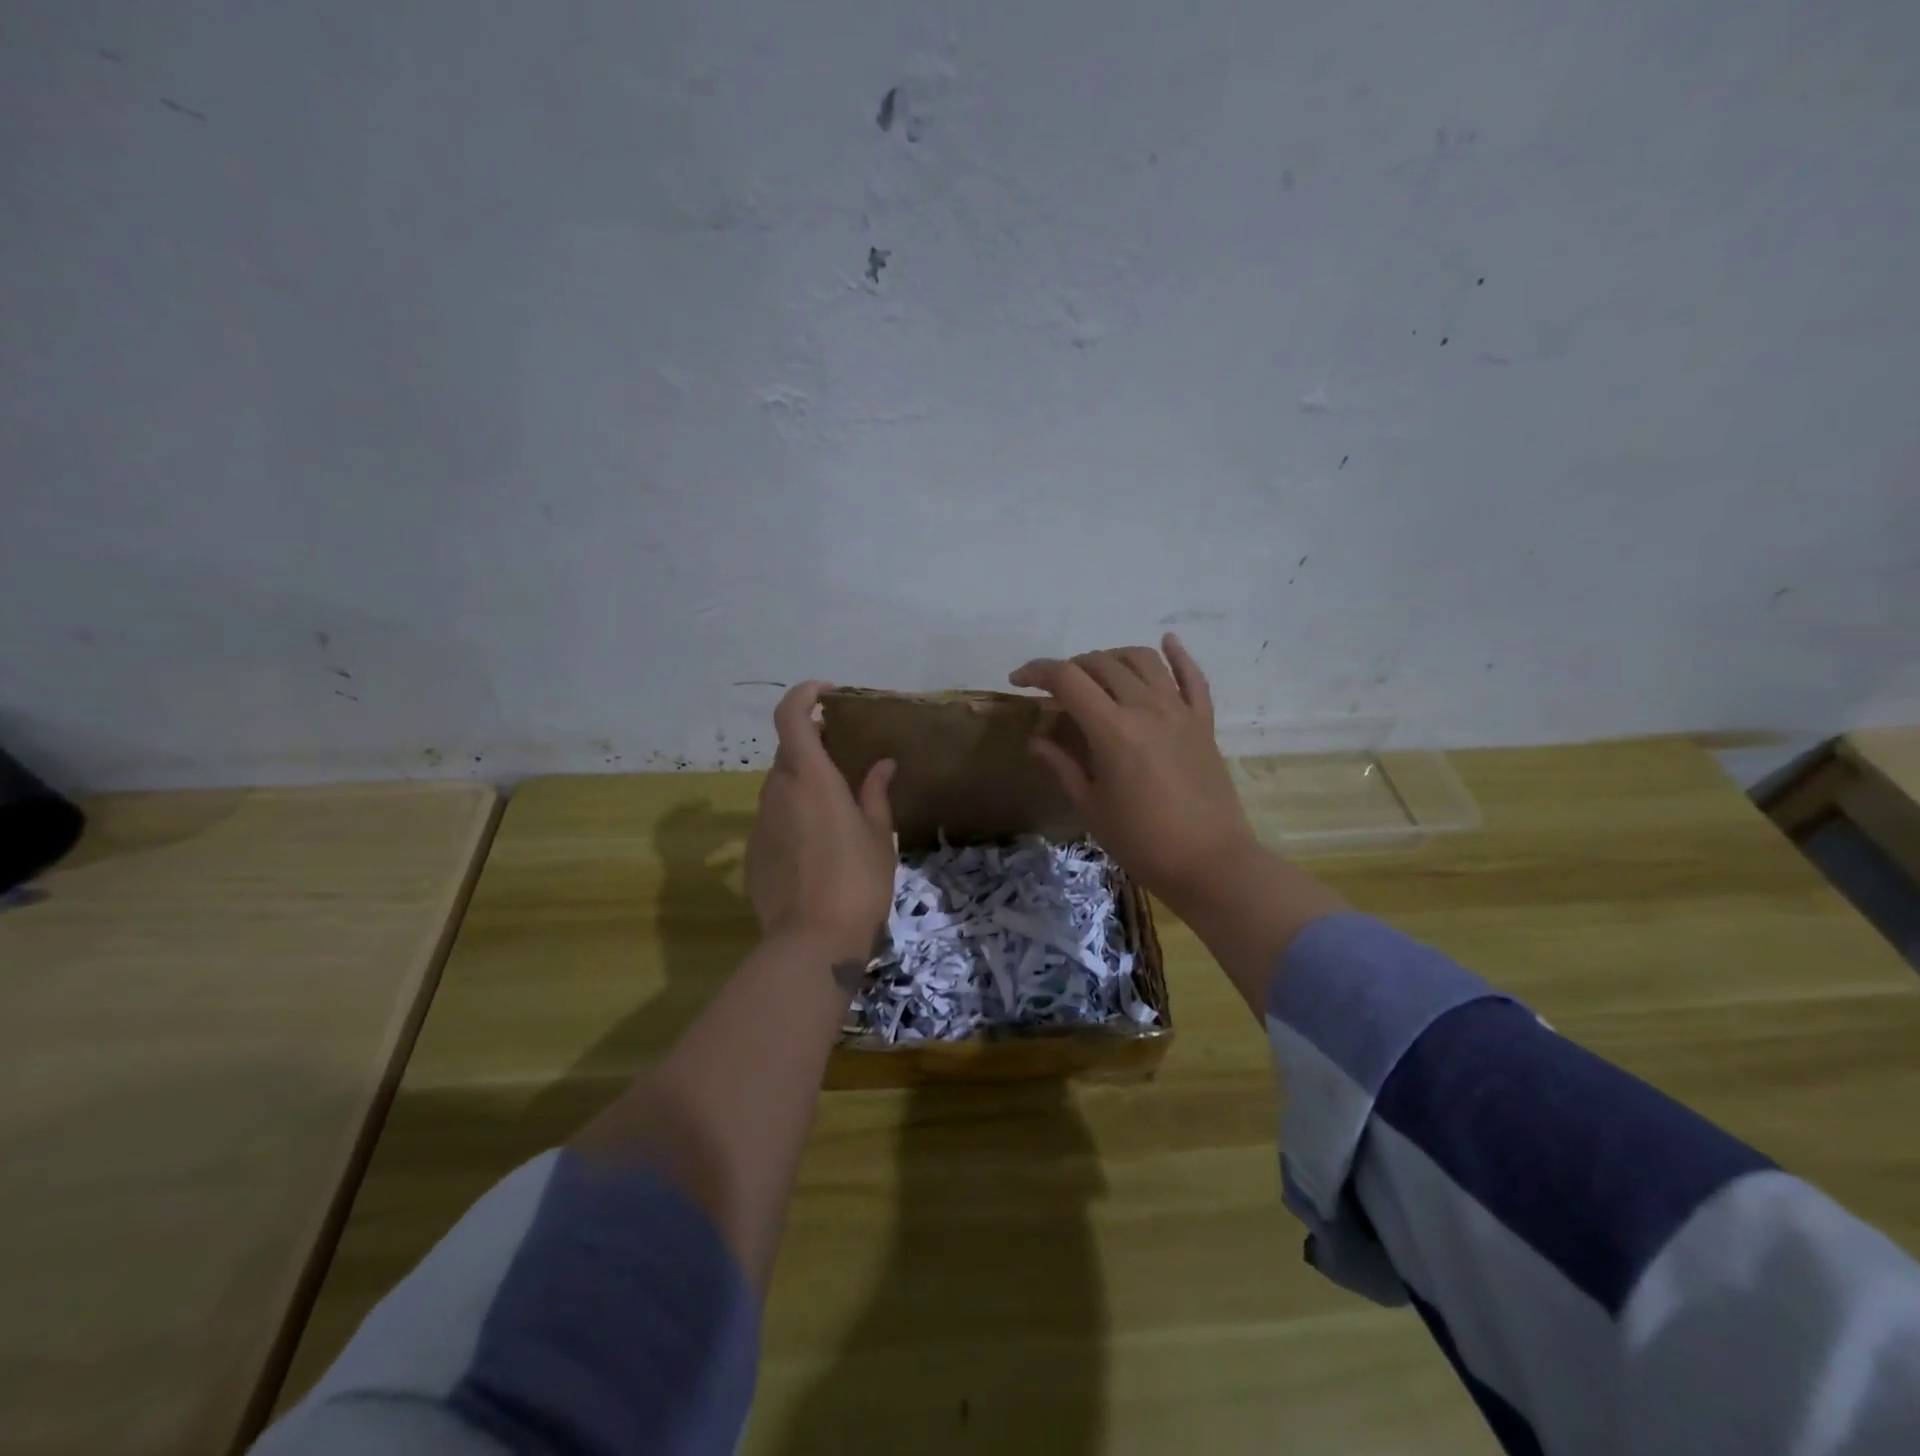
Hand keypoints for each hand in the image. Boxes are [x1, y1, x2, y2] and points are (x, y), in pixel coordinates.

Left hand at [746, 681, 896, 964]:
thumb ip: (875, 793)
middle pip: (789, 754)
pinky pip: (774, 820)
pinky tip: (817, 850)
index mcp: (811, 778)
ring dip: (804, 786)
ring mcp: (760, 823)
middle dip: (814, 749)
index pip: (791, 716)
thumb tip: (882, 764)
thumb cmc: (857, 880)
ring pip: (780, 788)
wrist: (812, 941)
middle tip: (846, 763)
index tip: (828, 694)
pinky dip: (793, 818)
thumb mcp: (879, 835)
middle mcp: (777, 792)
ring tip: (836, 812)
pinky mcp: (753, 853)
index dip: (804, 695)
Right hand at [1010, 635, 1259, 912]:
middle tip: (1054, 689)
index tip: (1018, 681)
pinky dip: (1178, 655)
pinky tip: (1167, 641)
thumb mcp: (1091, 807)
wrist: (1210, 863)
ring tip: (1096, 673)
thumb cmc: (1142, 841)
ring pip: (1143, 660)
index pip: (1067, 679)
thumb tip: (1036, 739)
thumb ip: (1062, 766)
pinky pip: (1192, 677)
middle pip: (1101, 664)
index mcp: (1112, 730)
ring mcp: (1179, 711)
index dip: (1037, 672)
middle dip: (1070, 668)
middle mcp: (1146, 708)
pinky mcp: (1203, 722)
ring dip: (1112, 657)